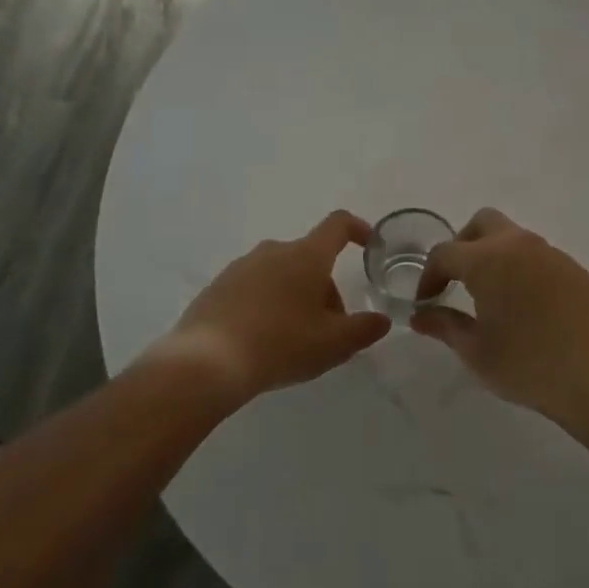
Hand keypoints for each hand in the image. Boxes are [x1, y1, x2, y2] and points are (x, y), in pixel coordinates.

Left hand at [152, 211, 392, 405]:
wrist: (207, 362)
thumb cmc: (281, 344)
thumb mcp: (333, 344)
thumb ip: (364, 329)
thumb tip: (381, 319)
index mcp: (306, 256)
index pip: (339, 225)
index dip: (359, 229)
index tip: (368, 245)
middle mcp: (273, 251)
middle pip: (311, 259)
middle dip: (326, 288)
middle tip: (329, 329)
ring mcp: (241, 266)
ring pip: (281, 274)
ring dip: (296, 297)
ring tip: (295, 340)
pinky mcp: (218, 286)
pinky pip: (254, 288)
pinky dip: (267, 305)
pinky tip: (263, 341)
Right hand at [411, 208, 588, 421]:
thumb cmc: (529, 365)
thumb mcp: (476, 351)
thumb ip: (444, 326)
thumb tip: (420, 315)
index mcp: (488, 260)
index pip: (445, 252)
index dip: (429, 275)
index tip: (427, 302)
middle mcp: (518, 245)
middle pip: (482, 224)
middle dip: (462, 246)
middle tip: (457, 282)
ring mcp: (550, 254)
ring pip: (512, 237)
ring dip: (494, 255)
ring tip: (491, 296)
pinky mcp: (573, 269)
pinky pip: (537, 255)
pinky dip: (520, 268)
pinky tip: (525, 306)